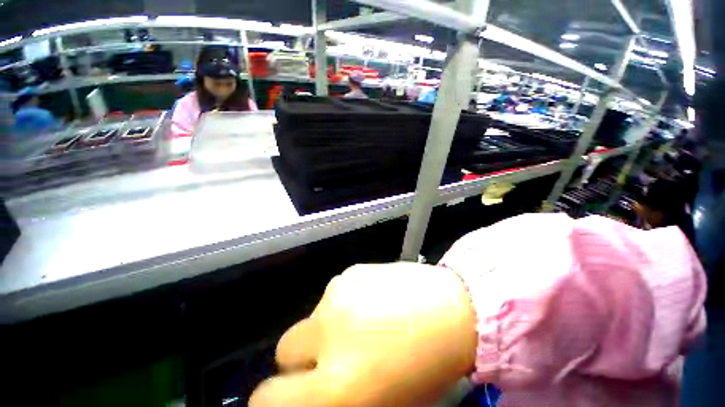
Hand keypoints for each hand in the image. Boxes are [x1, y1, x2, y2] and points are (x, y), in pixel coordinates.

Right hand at [250, 262, 476, 406]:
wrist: (453, 308)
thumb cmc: (425, 369)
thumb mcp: (379, 404)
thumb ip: (336, 400)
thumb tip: (313, 391)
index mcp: (336, 384)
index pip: (267, 398)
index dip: (273, 399)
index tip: (292, 393)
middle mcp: (328, 332)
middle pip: (286, 348)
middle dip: (302, 358)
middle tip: (332, 356)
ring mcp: (339, 293)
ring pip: (312, 316)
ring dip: (327, 326)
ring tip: (364, 324)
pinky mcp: (352, 271)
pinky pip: (333, 293)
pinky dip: (344, 302)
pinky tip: (373, 302)